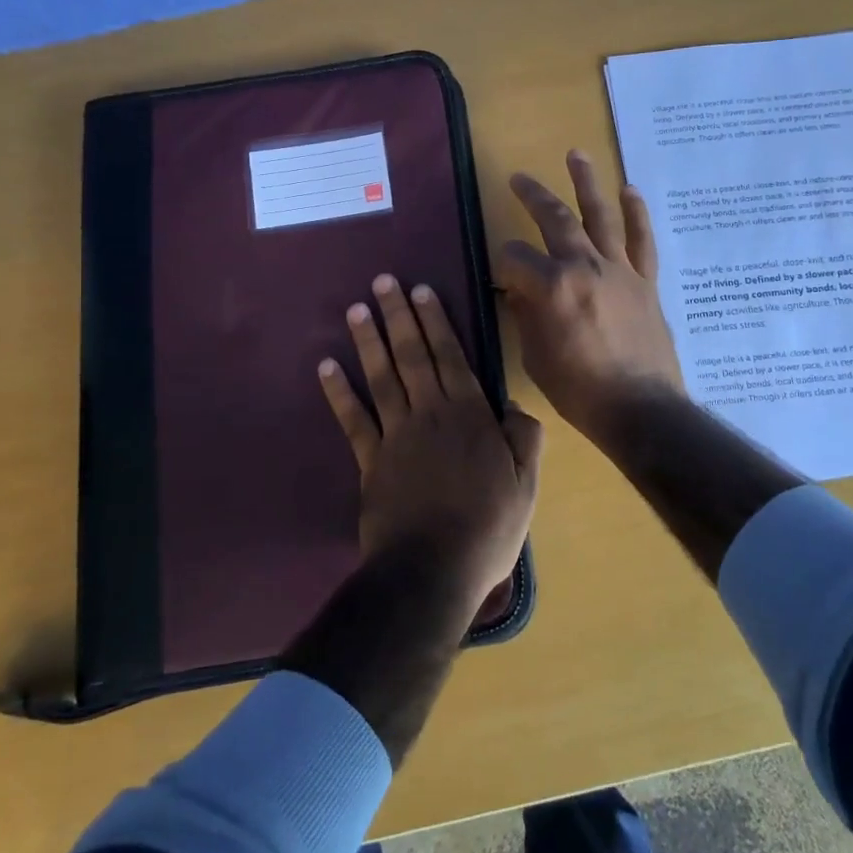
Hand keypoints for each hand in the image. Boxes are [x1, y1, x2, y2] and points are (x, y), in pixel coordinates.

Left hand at [319, 274, 541, 611]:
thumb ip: (524, 439)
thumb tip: (513, 407)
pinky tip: (326, 367)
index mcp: (470, 416)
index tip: (421, 290)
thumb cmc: (488, 528)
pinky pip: (353, 420)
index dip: (436, 322)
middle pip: (412, 356)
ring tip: (357, 309)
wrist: (433, 571)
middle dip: (398, 316)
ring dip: (369, 341)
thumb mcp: (526, 485)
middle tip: (383, 281)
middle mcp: (430, 414)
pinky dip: (338, 393)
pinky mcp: (370, 462)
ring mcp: (395, 436)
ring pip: (381, 378)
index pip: (451, 357)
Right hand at [497, 150, 684, 445]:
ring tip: (576, 154)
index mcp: (551, 287)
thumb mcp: (536, 356)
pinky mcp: (645, 281)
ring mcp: (619, 270)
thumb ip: (525, 315)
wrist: (640, 408)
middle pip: (555, 220)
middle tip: (519, 177)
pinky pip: (642, 240)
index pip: (515, 257)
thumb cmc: (579, 390)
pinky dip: (636, 213)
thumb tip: (519, 290)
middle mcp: (584, 267)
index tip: (502, 276)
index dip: (503, 263)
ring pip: (601, 216)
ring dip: (587, 183)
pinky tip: (629, 190)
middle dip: (533, 196)